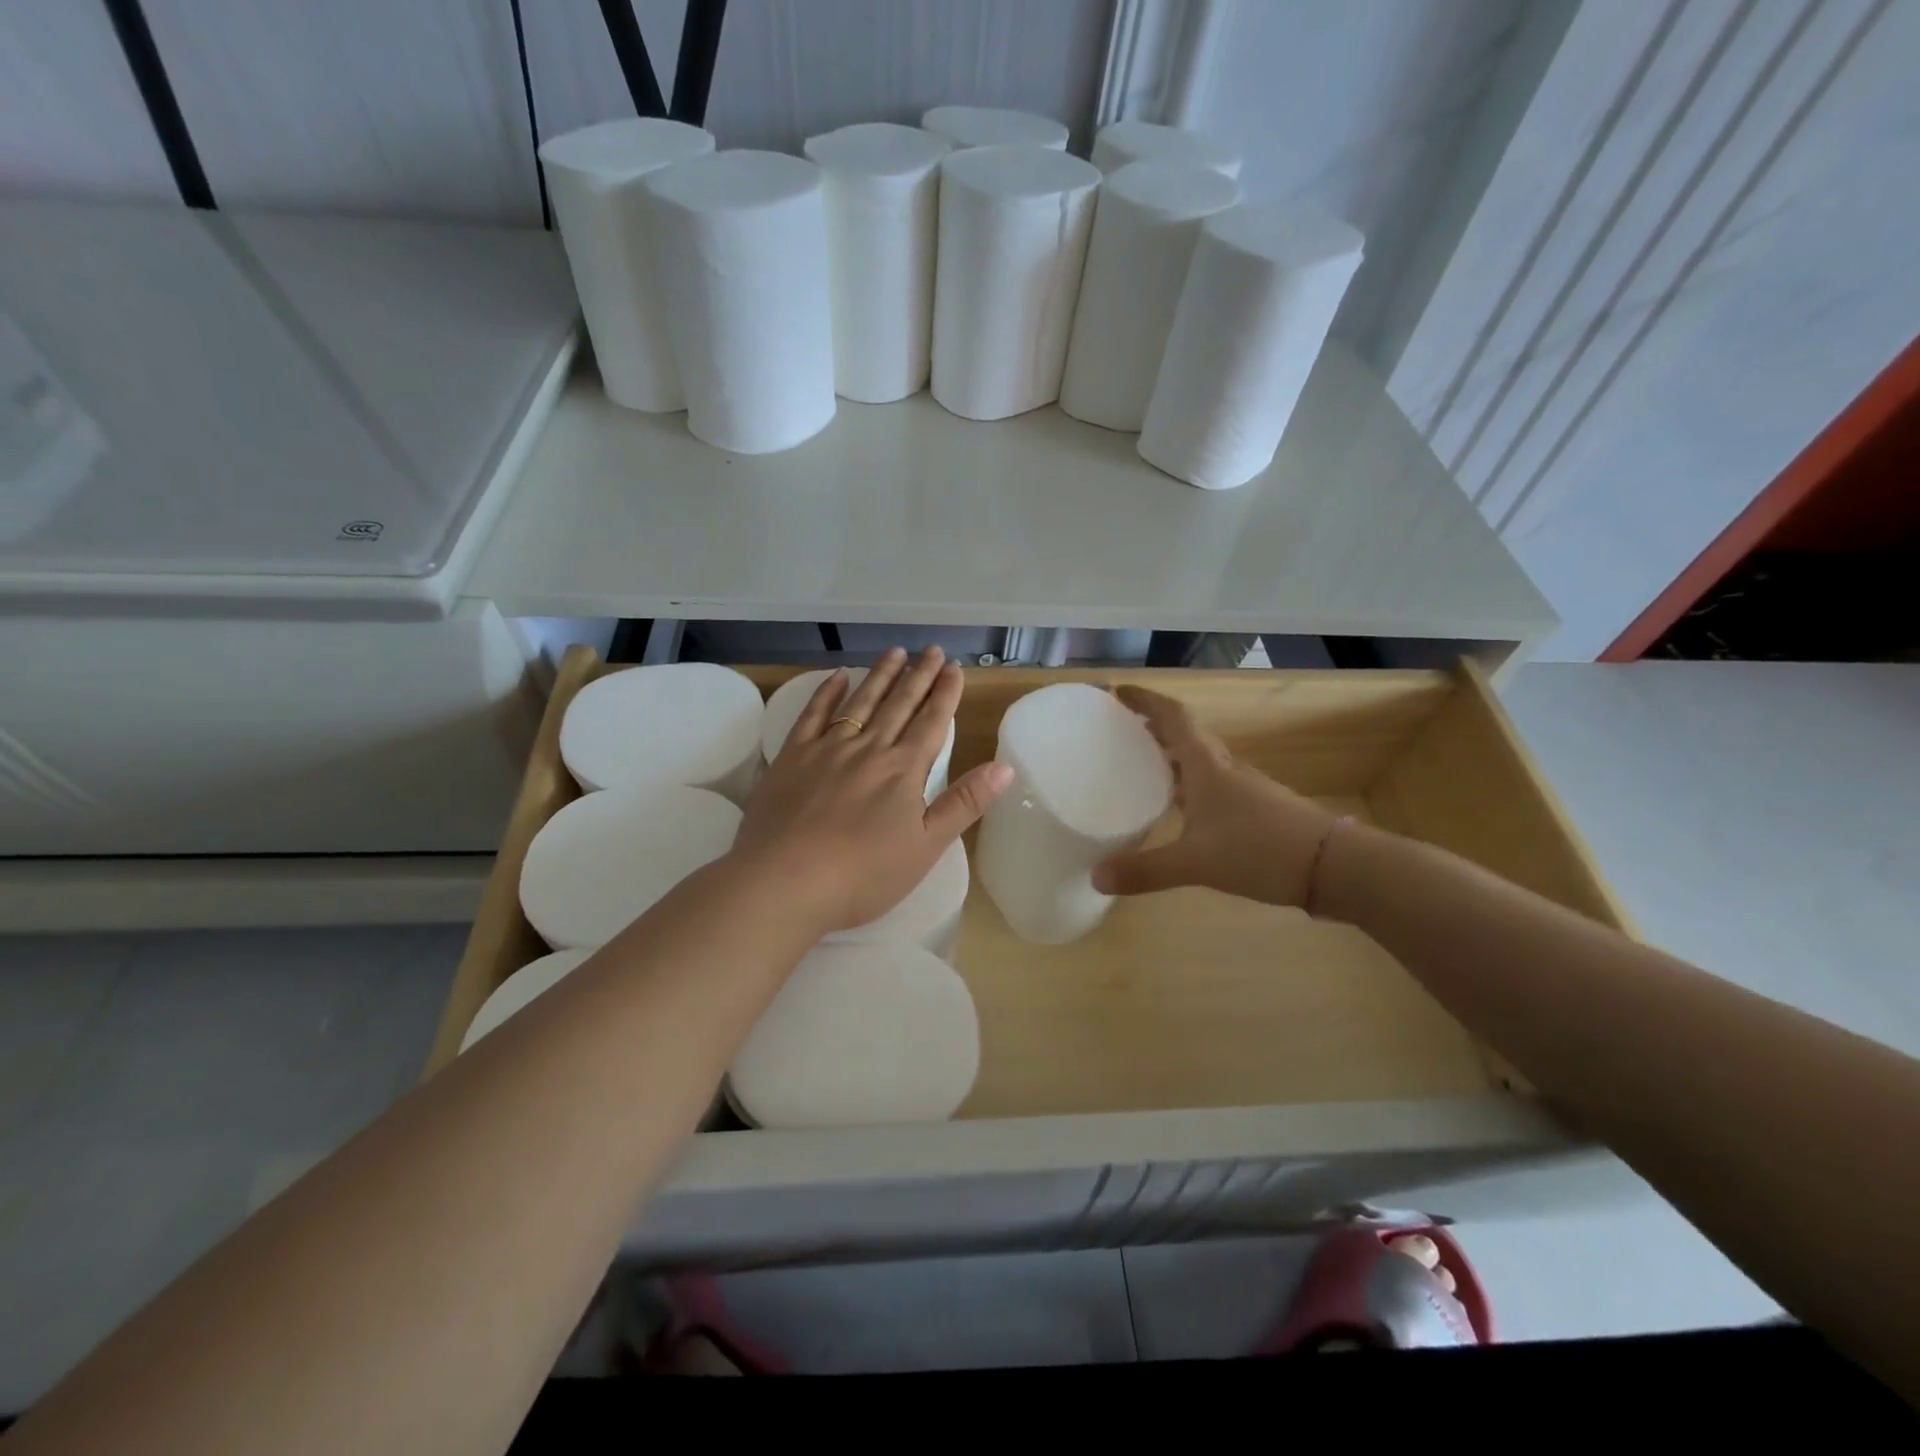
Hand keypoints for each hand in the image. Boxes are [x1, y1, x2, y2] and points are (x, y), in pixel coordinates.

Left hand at [731, 646, 1013, 933]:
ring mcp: (827, 749)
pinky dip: (828, 692)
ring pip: (861, 702)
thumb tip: (1005, 767)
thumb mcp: (926, 847)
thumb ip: (964, 803)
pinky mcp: (792, 757)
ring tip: (896, 651)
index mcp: (904, 770)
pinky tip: (838, 676)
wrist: (785, 882)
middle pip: (899, 704)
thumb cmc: (863, 875)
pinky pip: (813, 714)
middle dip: (919, 676)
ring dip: (881, 675)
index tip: (955, 669)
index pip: (931, 723)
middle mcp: (869, 749)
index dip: (945, 694)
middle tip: (933, 650)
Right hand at [1092, 686, 1336, 907]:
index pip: (1174, 718)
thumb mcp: (1196, 863)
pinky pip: (1211, 783)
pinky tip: (1177, 807)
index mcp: (1207, 766)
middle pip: (1185, 734)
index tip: (1119, 692)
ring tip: (1140, 764)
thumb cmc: (1260, 850)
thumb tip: (1095, 877)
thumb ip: (1146, 871)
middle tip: (1120, 729)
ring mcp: (1243, 788)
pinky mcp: (1254, 808)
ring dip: (1170, 753)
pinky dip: (1187, 782)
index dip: (1146, 701)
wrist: (1332, 866)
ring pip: (1199, 759)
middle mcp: (1224, 768)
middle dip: (1152, 726)